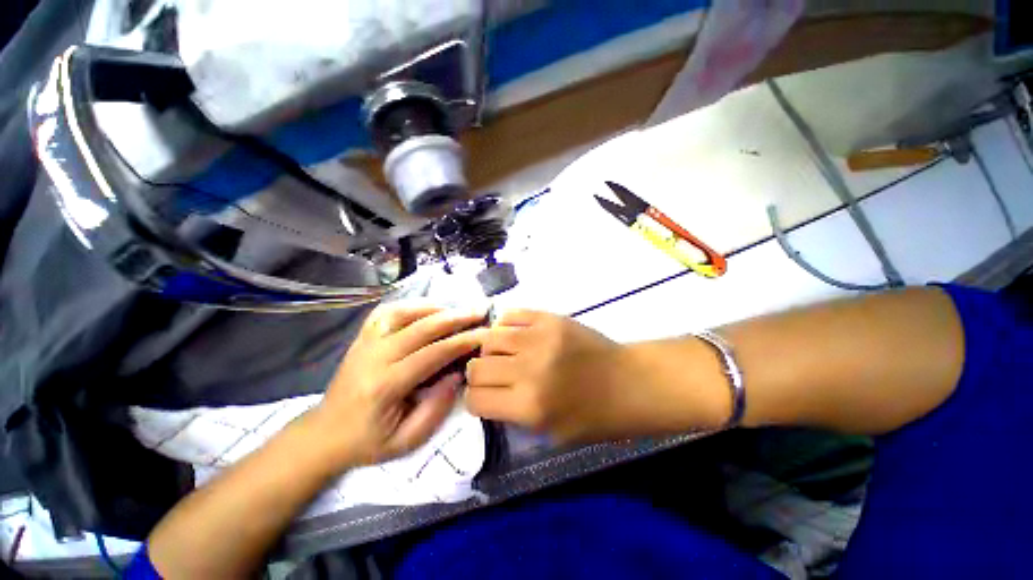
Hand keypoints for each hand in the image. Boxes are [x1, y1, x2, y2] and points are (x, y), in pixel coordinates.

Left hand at [307, 303, 486, 466]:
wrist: (324, 435)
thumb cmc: (367, 442)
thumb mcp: (406, 441)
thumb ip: (436, 409)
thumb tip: (458, 375)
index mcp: (385, 385)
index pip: (433, 354)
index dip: (462, 341)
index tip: (485, 333)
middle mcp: (374, 356)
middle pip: (421, 327)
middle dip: (456, 317)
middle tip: (479, 310)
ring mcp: (365, 343)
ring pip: (403, 313)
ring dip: (434, 307)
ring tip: (456, 309)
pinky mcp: (362, 338)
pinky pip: (386, 312)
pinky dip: (410, 305)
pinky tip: (426, 308)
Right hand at [465, 310, 729, 442]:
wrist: (629, 382)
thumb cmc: (595, 417)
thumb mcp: (552, 434)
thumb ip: (513, 417)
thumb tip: (486, 396)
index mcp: (530, 407)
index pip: (475, 399)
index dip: (474, 400)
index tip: (482, 397)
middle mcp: (529, 370)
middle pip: (477, 367)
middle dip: (478, 375)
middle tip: (492, 376)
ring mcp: (539, 338)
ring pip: (488, 338)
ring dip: (489, 349)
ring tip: (502, 354)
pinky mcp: (549, 318)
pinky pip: (511, 315)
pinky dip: (505, 326)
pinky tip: (514, 335)